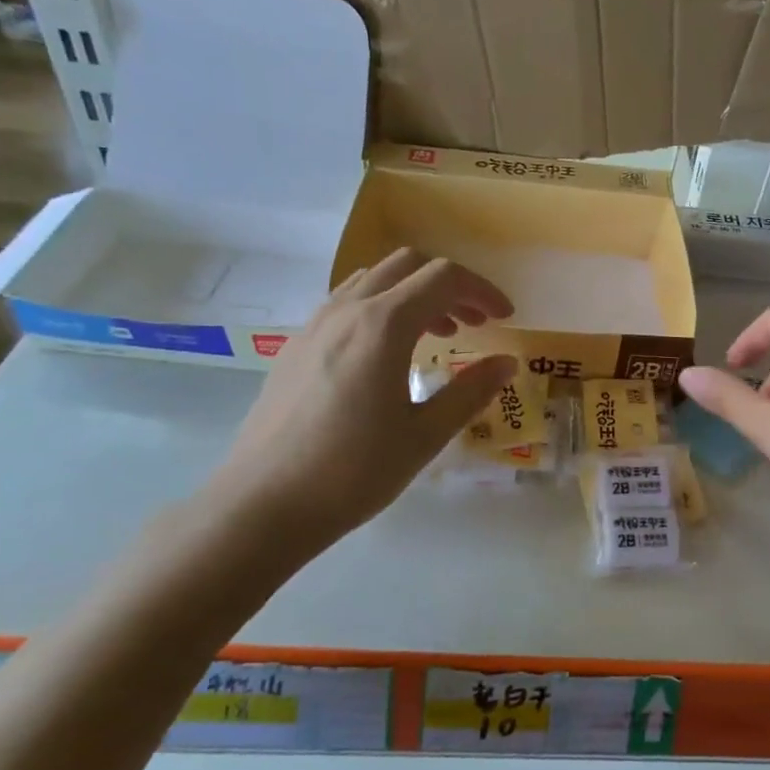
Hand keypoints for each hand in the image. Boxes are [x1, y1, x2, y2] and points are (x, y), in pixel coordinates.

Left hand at [206, 249, 516, 563]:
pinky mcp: (295, 346)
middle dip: (450, 286)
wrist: (263, 504)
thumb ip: (470, 392)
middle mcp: (346, 310)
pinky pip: (346, 303)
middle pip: (407, 265)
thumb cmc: (353, 472)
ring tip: (436, 336)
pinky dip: (382, 309)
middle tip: (475, 323)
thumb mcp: (425, 436)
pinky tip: (388, 355)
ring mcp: (314, 325)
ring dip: (414, 294)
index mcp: (383, 326)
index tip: (505, 318)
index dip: (482, 291)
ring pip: (373, 280)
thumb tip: (506, 363)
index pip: (444, 279)